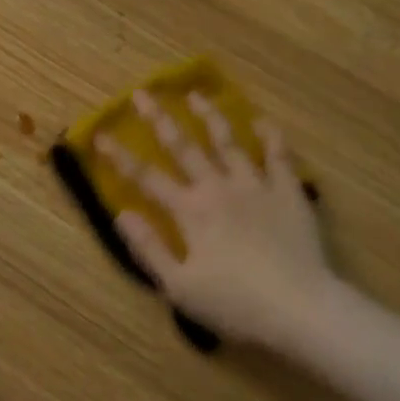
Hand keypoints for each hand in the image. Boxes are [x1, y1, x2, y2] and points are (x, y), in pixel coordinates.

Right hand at [95, 90, 332, 352]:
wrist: (299, 307)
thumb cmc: (235, 304)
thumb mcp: (179, 287)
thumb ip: (149, 248)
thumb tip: (122, 214)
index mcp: (190, 211)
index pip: (147, 178)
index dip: (120, 157)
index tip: (101, 135)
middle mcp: (219, 188)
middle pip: (184, 147)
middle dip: (160, 120)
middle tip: (143, 94)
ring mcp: (256, 185)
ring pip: (229, 142)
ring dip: (210, 116)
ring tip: (196, 95)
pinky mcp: (288, 192)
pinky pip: (279, 155)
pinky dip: (270, 136)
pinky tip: (263, 121)